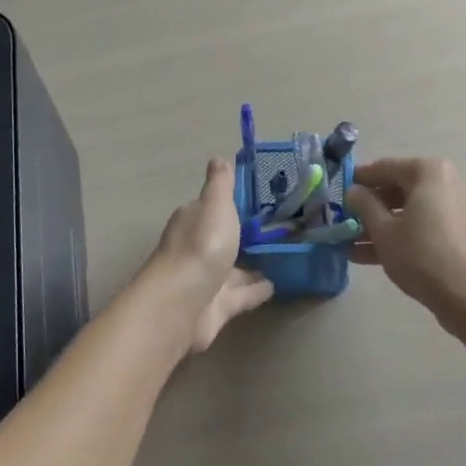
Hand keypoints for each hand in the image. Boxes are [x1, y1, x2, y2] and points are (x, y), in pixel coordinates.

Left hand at [138, 157, 272, 353]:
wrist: (183, 303)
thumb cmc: (201, 246)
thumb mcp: (214, 205)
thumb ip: (220, 184)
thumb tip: (217, 158)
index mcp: (193, 220)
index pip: (211, 208)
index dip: (230, 204)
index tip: (257, 200)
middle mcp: (197, 248)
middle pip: (223, 238)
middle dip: (242, 236)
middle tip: (277, 228)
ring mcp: (207, 279)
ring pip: (233, 268)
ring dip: (252, 265)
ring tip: (282, 256)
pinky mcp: (218, 306)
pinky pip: (242, 294)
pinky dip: (256, 290)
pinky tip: (276, 285)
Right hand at [346, 157, 465, 323]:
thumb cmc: (422, 255)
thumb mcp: (383, 231)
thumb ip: (364, 205)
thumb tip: (353, 191)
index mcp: (430, 172)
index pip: (386, 167)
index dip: (359, 179)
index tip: (339, 189)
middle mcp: (448, 183)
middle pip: (399, 189)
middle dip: (370, 207)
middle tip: (344, 218)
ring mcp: (458, 209)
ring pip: (411, 211)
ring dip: (381, 225)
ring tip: (350, 243)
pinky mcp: (462, 234)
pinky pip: (425, 226)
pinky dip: (402, 235)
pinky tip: (370, 256)